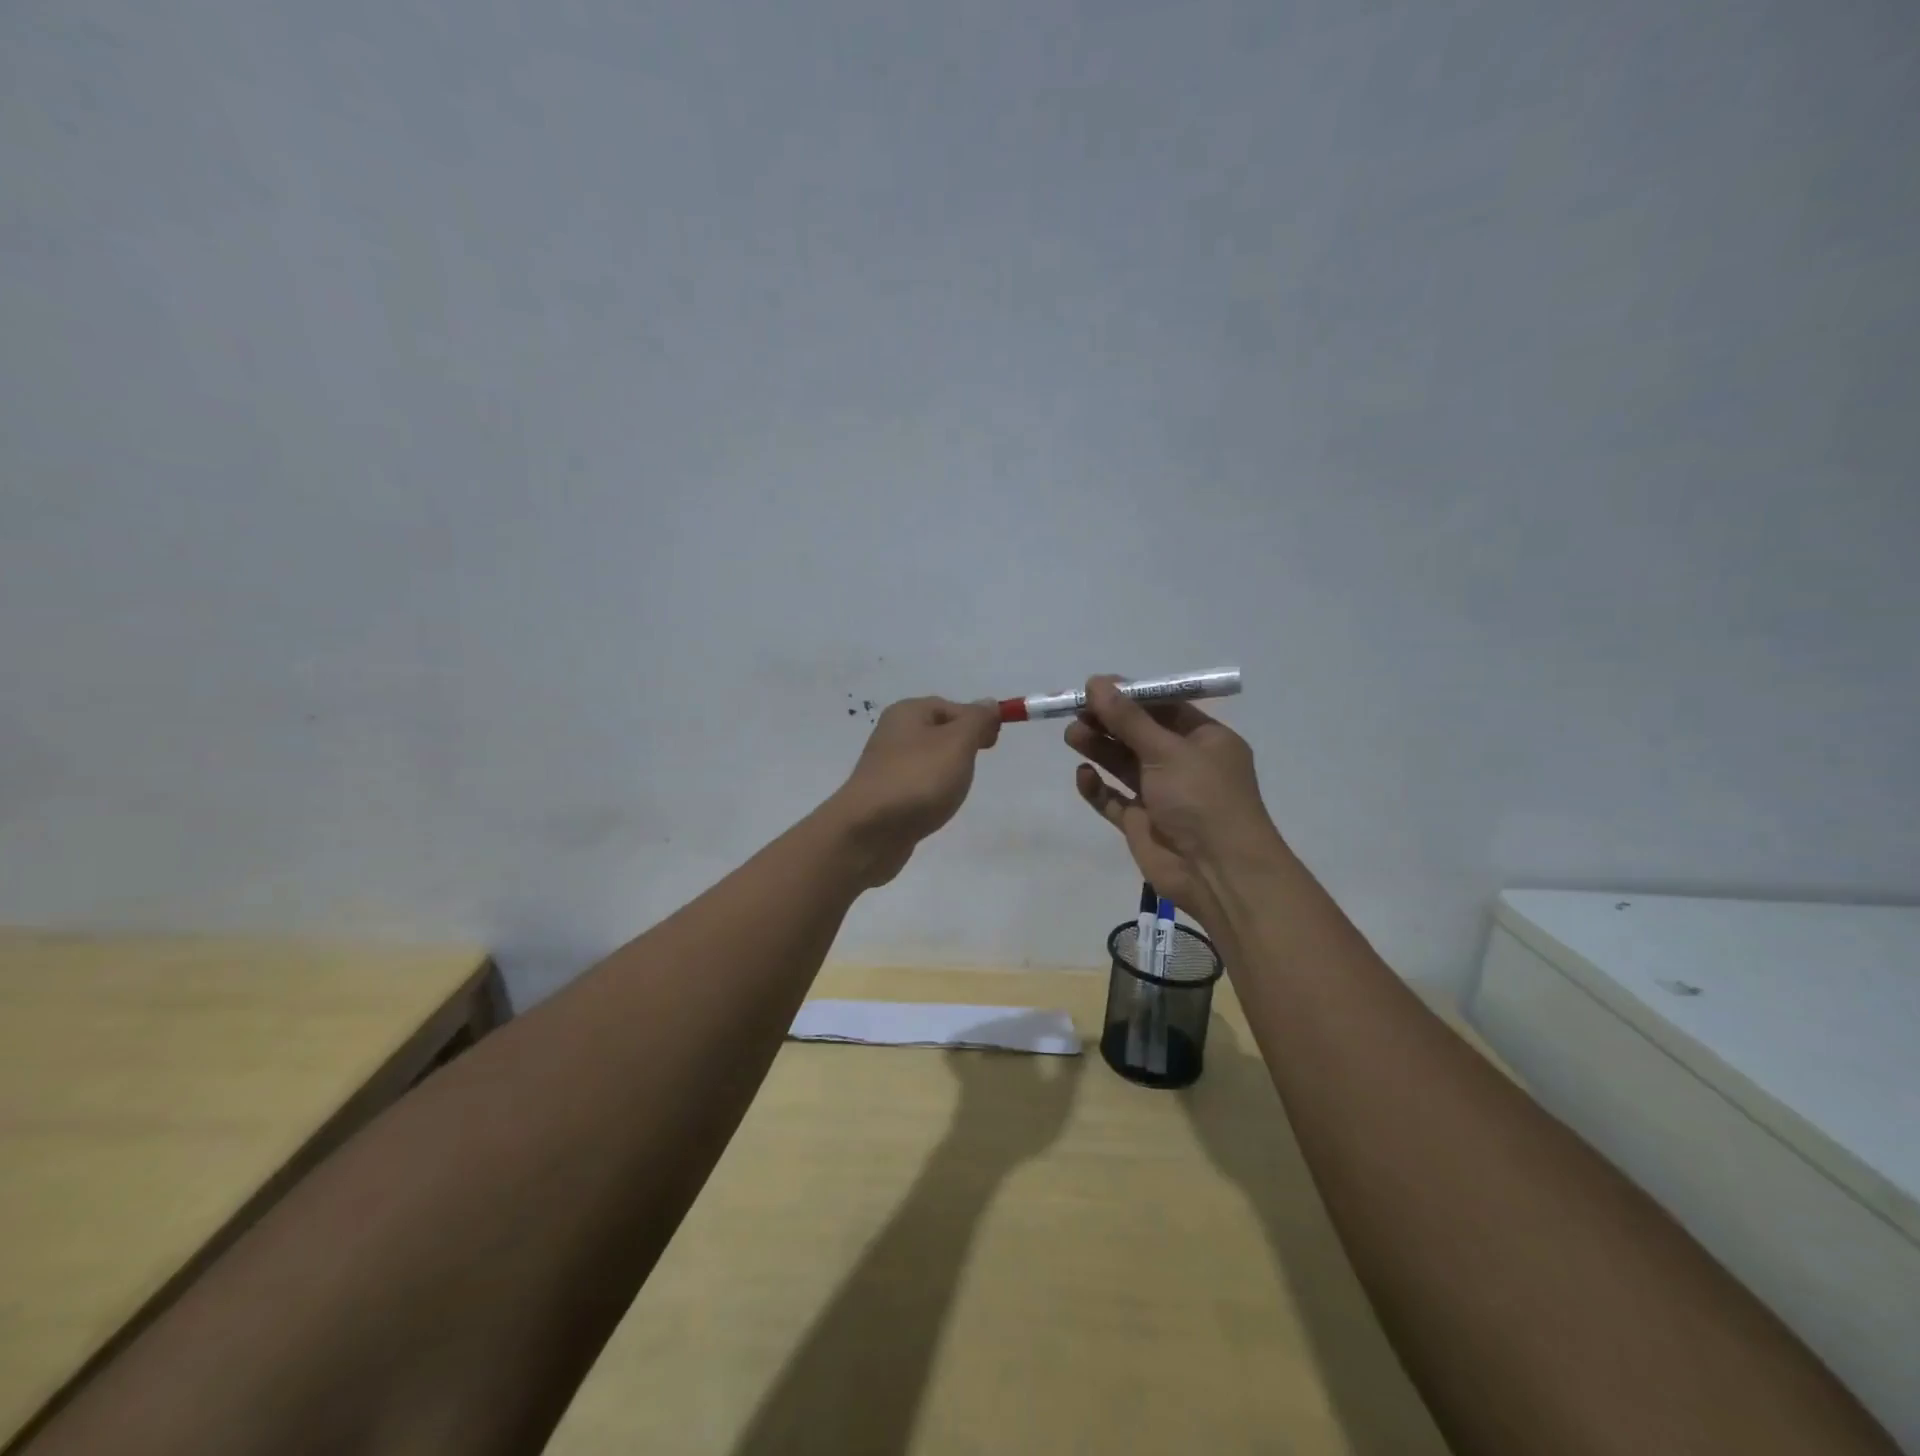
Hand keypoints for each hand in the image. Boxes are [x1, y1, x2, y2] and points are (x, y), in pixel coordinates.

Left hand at [826, 696, 1000, 886]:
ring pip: (928, 760)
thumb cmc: (917, 780)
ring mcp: (886, 766)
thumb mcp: (957, 743)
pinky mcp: (884, 796)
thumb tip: (988, 703)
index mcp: (908, 713)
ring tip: (954, 791)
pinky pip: (917, 785)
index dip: (976, 721)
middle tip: (974, 767)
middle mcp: (893, 733)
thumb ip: (976, 721)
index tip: (992, 745)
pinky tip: (935, 807)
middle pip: (939, 732)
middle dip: (962, 747)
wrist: (868, 832)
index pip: (951, 707)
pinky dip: (931, 792)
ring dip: (947, 772)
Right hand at [1064, 675, 1284, 927]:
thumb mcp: (1167, 751)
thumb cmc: (1203, 799)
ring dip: (1099, 748)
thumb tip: (1096, 682)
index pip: (1164, 708)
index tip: (1094, 687)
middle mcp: (1184, 764)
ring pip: (1123, 764)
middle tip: (1075, 711)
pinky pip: (1114, 800)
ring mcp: (1162, 795)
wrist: (1218, 873)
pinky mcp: (1142, 824)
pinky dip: (1098, 788)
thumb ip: (1128, 719)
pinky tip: (1084, 775)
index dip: (1129, 697)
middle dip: (1108, 722)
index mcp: (1205, 740)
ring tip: (1072, 736)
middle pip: (1139, 735)